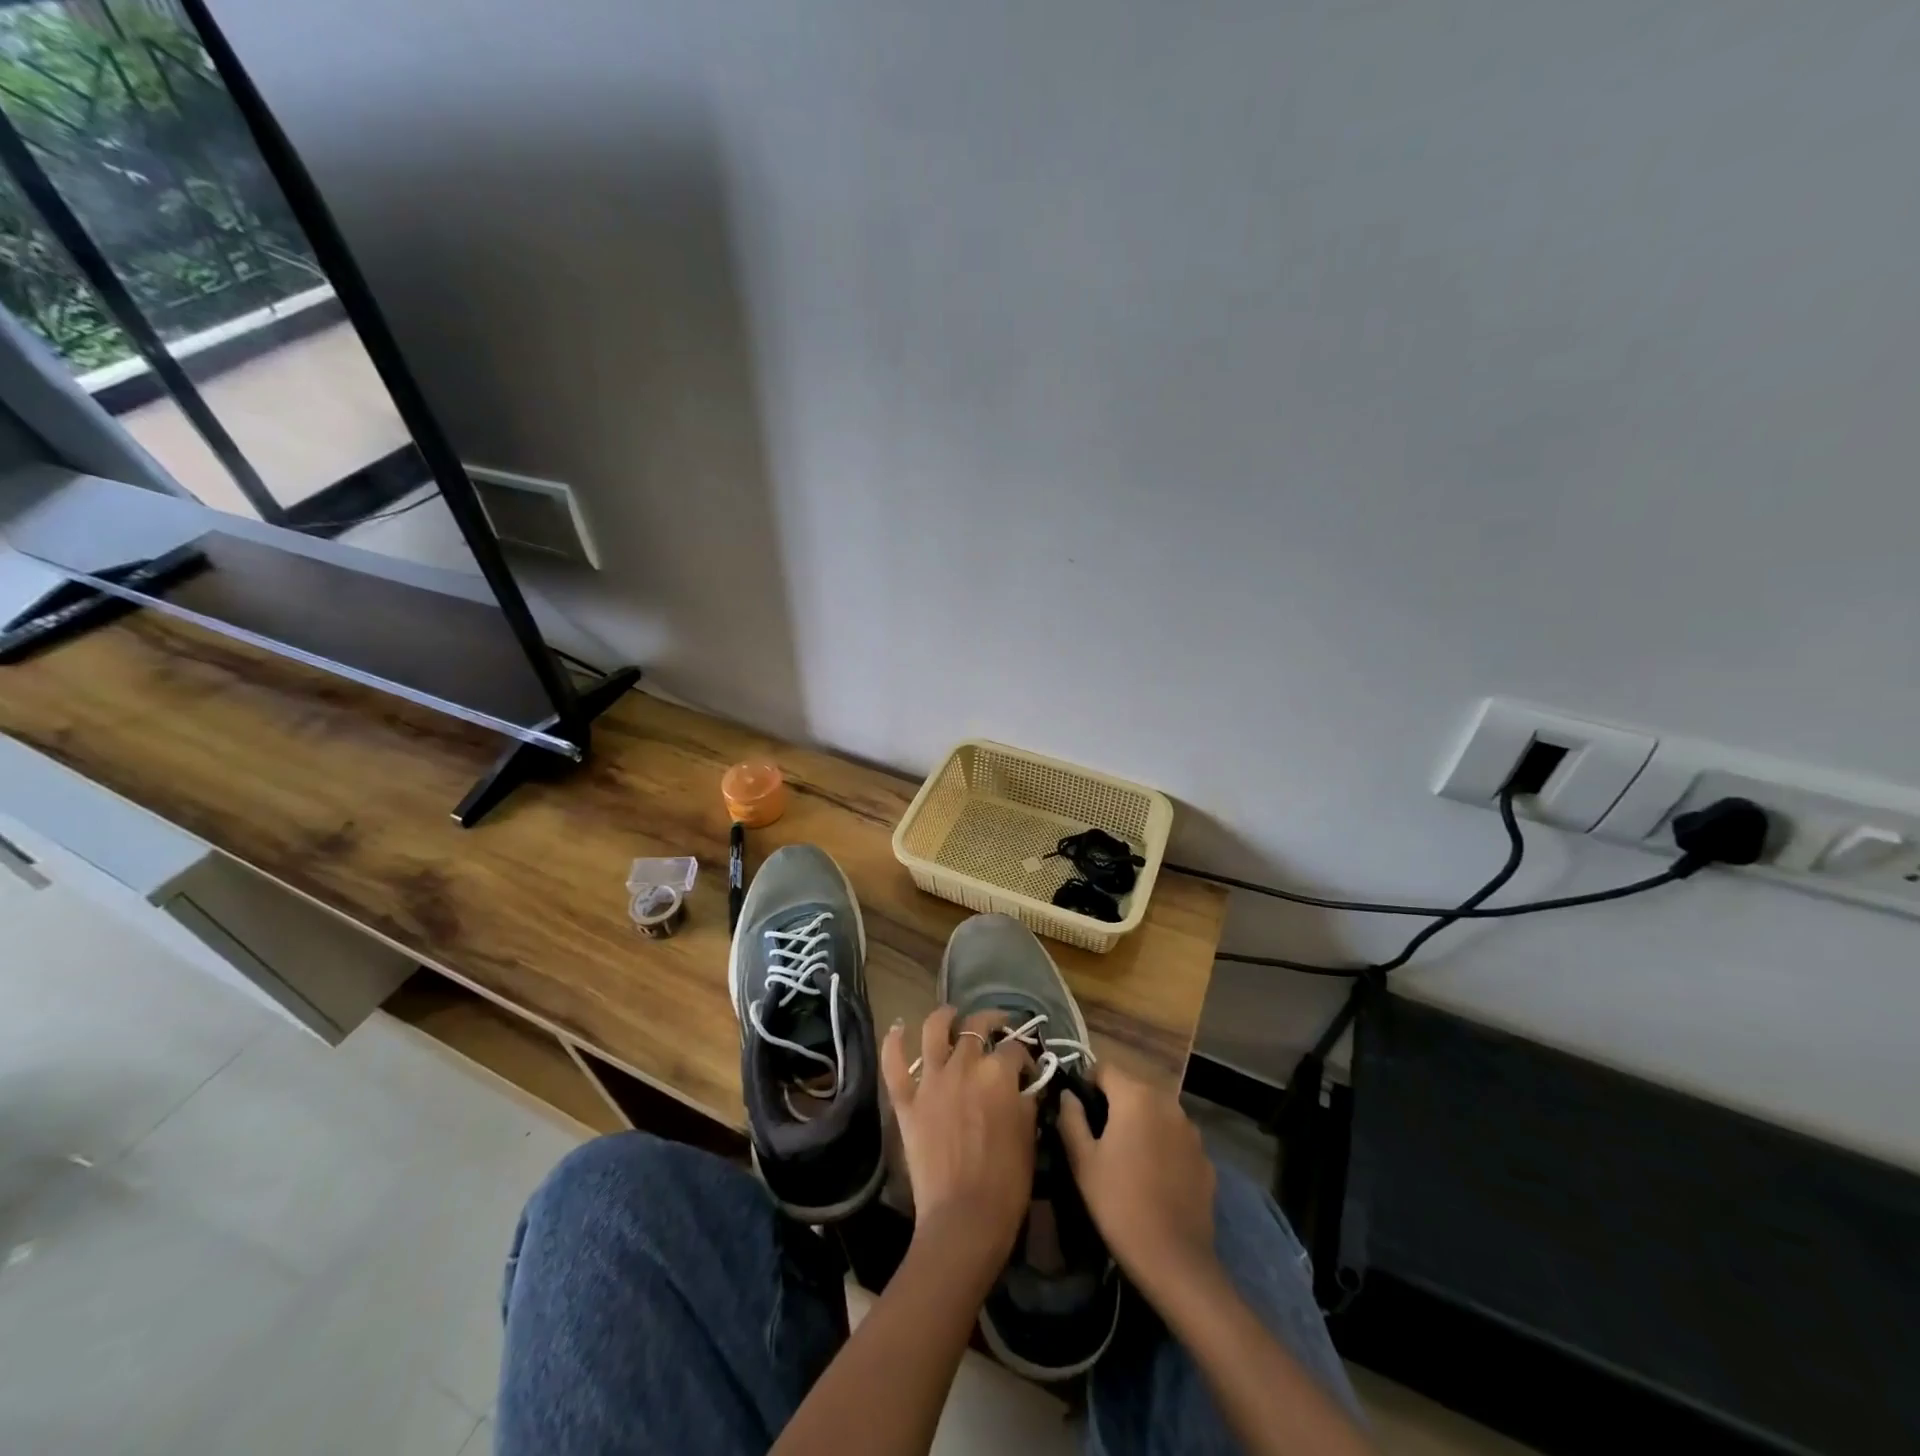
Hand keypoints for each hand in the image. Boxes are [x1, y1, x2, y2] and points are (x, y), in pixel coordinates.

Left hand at [882, 1007, 1036, 1276]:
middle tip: (998, 1027)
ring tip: (952, 1014)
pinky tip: (898, 1027)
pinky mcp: (907, 1101)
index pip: (1014, 1049)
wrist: (963, 1220)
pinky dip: (893, 1042)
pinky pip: (894, 1064)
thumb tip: (1023, 1086)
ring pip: (935, 1030)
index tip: (1028, 1068)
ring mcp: (931, 1081)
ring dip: (945, 1016)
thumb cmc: (1006, 1183)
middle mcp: (964, 1066)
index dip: (1024, 1055)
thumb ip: (1026, 1101)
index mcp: (998, 1074)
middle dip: (992, 1022)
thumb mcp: (1029, 1136)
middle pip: (977, 1027)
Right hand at [1058, 1062, 1217, 1295]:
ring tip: (1127, 1158)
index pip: (1104, 1068)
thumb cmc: (1119, 1204)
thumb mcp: (1082, 1161)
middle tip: (1098, 1138)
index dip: (1087, 1083)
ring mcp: (1191, 1130)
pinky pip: (1175, 1138)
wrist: (1175, 1260)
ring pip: (1156, 1113)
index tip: (1077, 1110)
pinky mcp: (1205, 1157)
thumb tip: (1068, 1095)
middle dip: (1114, 1104)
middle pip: (1132, 1089)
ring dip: (1140, 1124)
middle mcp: (1167, 1102)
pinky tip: (1154, 1178)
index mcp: (1135, 1096)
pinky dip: (1162, 1146)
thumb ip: (1071, 1118)